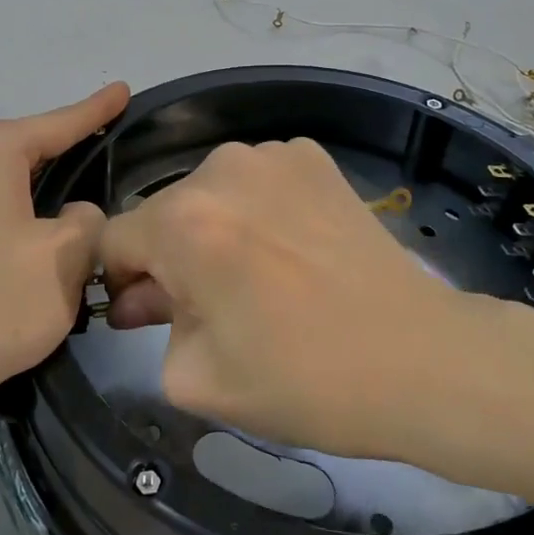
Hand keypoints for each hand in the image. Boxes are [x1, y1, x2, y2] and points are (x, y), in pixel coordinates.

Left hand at [0, 83, 129, 422]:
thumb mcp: (65, 259)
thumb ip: (88, 223)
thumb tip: (73, 216)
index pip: (59, 123)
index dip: (97, 110)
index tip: (122, 90)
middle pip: (28, 152)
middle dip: (67, 159)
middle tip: (106, 165)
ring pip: (4, 187)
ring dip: (38, 201)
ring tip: (73, 220)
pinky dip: (11, 225)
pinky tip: (26, 254)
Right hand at [99, 137, 533, 464]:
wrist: (421, 359)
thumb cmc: (302, 379)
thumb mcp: (196, 377)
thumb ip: (148, 325)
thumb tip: (142, 294)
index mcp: (183, 222)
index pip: (112, 238)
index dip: (120, 281)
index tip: (149, 313)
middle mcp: (219, 169)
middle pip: (164, 213)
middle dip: (170, 256)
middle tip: (211, 306)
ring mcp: (272, 155)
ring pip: (210, 193)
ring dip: (215, 228)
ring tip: (260, 276)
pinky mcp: (313, 156)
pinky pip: (258, 180)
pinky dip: (260, 209)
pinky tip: (294, 249)